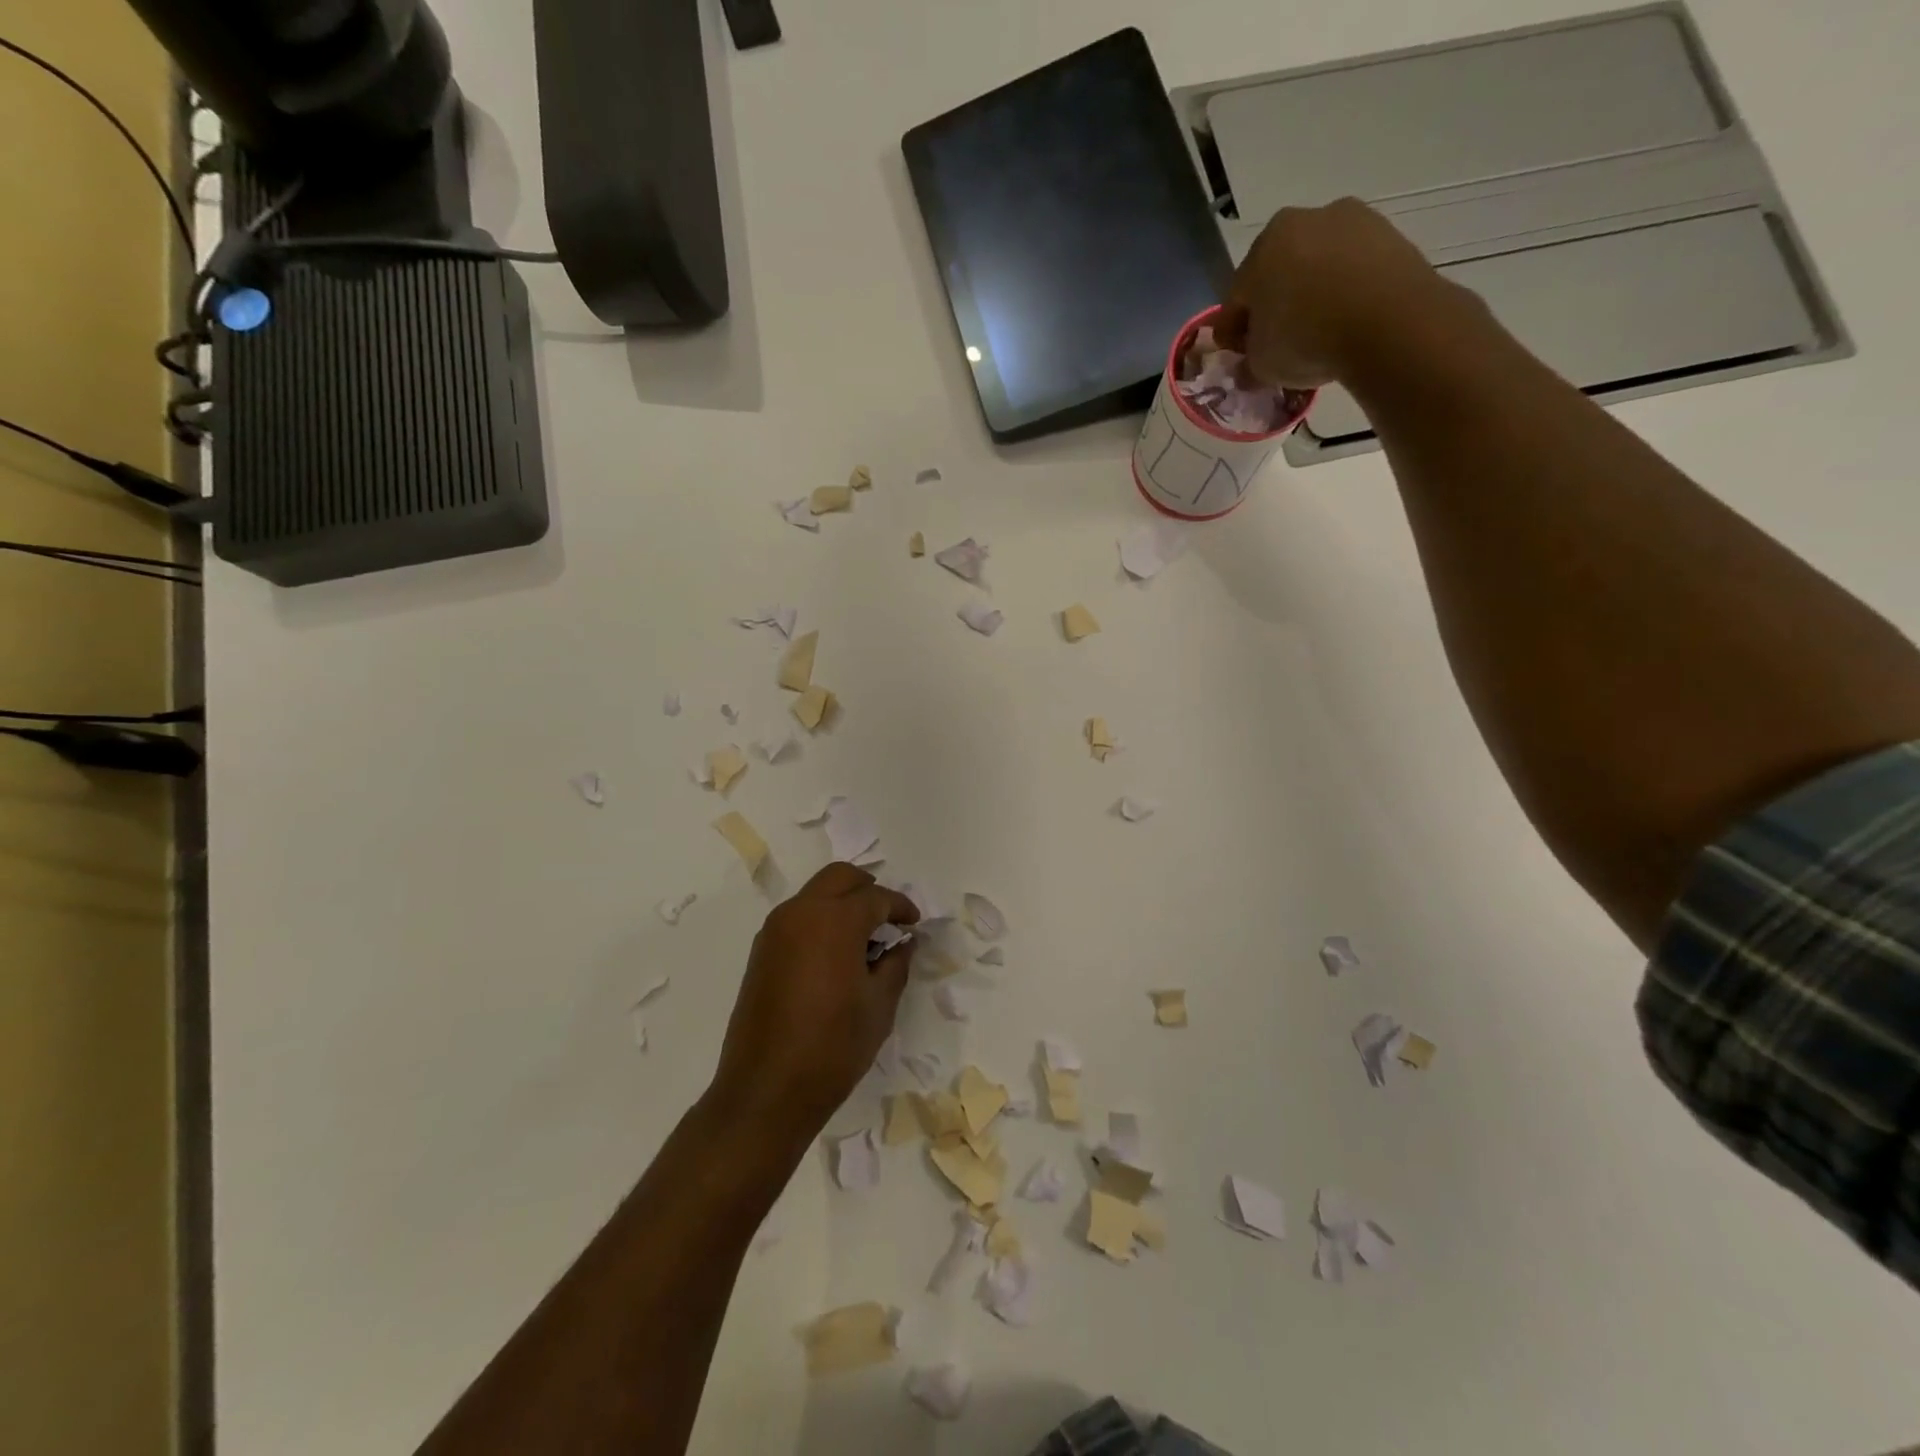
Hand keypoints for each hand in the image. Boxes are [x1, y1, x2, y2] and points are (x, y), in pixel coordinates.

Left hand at [706, 864, 918, 1154]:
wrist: (766, 1091)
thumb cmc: (833, 1047)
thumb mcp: (879, 1006)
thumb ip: (896, 964)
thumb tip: (904, 943)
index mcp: (834, 920)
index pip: (876, 898)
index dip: (901, 907)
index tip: (914, 924)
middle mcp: (800, 913)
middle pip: (840, 878)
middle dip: (868, 889)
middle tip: (888, 917)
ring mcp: (775, 931)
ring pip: (815, 894)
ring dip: (842, 903)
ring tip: (864, 940)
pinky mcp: (761, 952)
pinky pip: (797, 918)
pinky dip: (821, 921)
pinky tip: (836, 956)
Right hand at [1213, 198, 1452, 387]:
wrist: (1388, 323)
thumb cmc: (1305, 338)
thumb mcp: (1260, 364)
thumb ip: (1248, 360)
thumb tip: (1249, 366)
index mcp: (1263, 245)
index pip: (1237, 295)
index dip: (1234, 330)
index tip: (1238, 356)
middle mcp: (1306, 220)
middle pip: (1279, 273)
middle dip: (1275, 307)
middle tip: (1277, 346)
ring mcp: (1353, 222)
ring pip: (1319, 269)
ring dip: (1312, 298)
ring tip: (1317, 338)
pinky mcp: (1391, 236)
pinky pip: (1354, 272)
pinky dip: (1346, 295)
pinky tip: (1346, 326)